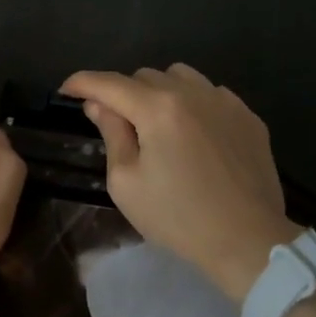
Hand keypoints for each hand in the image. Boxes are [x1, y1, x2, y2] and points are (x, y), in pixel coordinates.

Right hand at [62, 64, 297, 301]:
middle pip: (145, 76)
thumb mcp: (127, 183)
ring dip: (159, 92)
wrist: (248, 241)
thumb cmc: (178, 218)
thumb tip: (99, 105)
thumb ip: (112, 134)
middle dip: (123, 93)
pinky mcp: (248, 117)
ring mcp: (226, 102)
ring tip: (157, 125)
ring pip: (181, 77)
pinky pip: (211, 94)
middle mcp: (193, 93)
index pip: (110, 83)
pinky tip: (194, 135)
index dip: (83, 82)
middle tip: (118, 124)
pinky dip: (193, 104)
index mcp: (158, 108)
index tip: (67, 90)